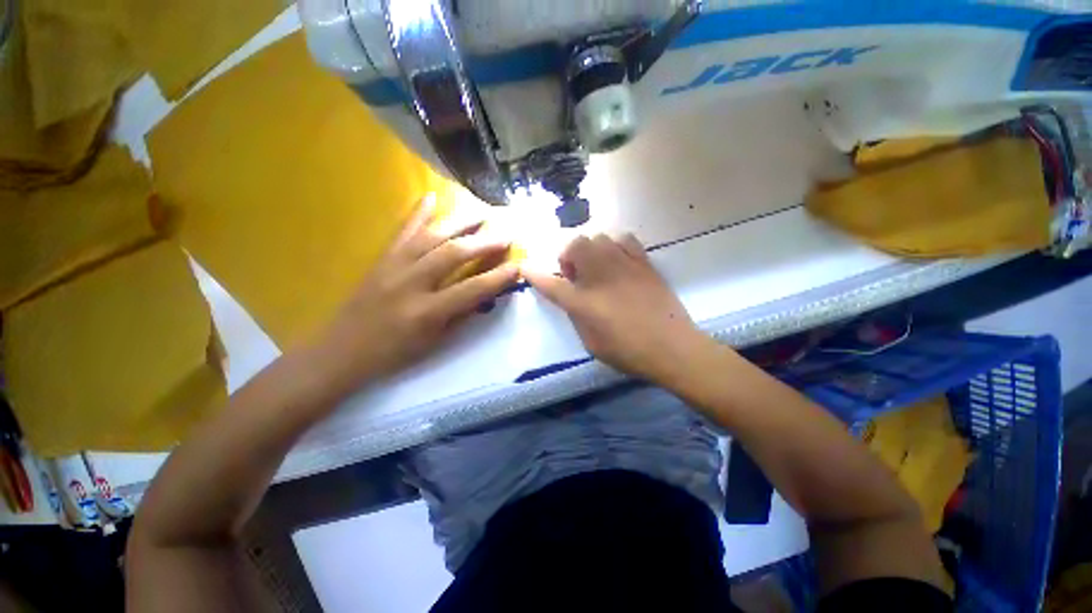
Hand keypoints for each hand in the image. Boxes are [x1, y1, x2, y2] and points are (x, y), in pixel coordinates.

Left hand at [317, 196, 518, 388]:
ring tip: (481, 211)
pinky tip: (432, 196)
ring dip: (460, 221)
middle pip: (454, 254)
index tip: (518, 265)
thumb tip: (485, 293)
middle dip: (484, 241)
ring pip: (432, 236)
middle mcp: (411, 283)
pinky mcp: (381, 259)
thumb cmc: (393, 354)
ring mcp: (393, 266)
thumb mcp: (434, 342)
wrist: (342, 350)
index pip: (472, 289)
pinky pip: (402, 231)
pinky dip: (418, 212)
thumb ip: (461, 314)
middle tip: (506, 232)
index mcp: (427, 312)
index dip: (498, 277)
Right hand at [521, 233, 711, 382]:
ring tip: (597, 266)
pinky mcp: (643, 263)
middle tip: (576, 274)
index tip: (525, 267)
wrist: (672, 348)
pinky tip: (618, 260)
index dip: (535, 275)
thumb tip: (572, 298)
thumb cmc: (628, 352)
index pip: (551, 283)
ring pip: (598, 237)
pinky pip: (624, 238)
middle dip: (568, 256)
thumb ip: (576, 316)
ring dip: (590, 249)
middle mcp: (600, 276)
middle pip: (574, 245)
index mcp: (583, 302)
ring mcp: (623, 265)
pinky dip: (615, 245)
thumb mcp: (591, 343)